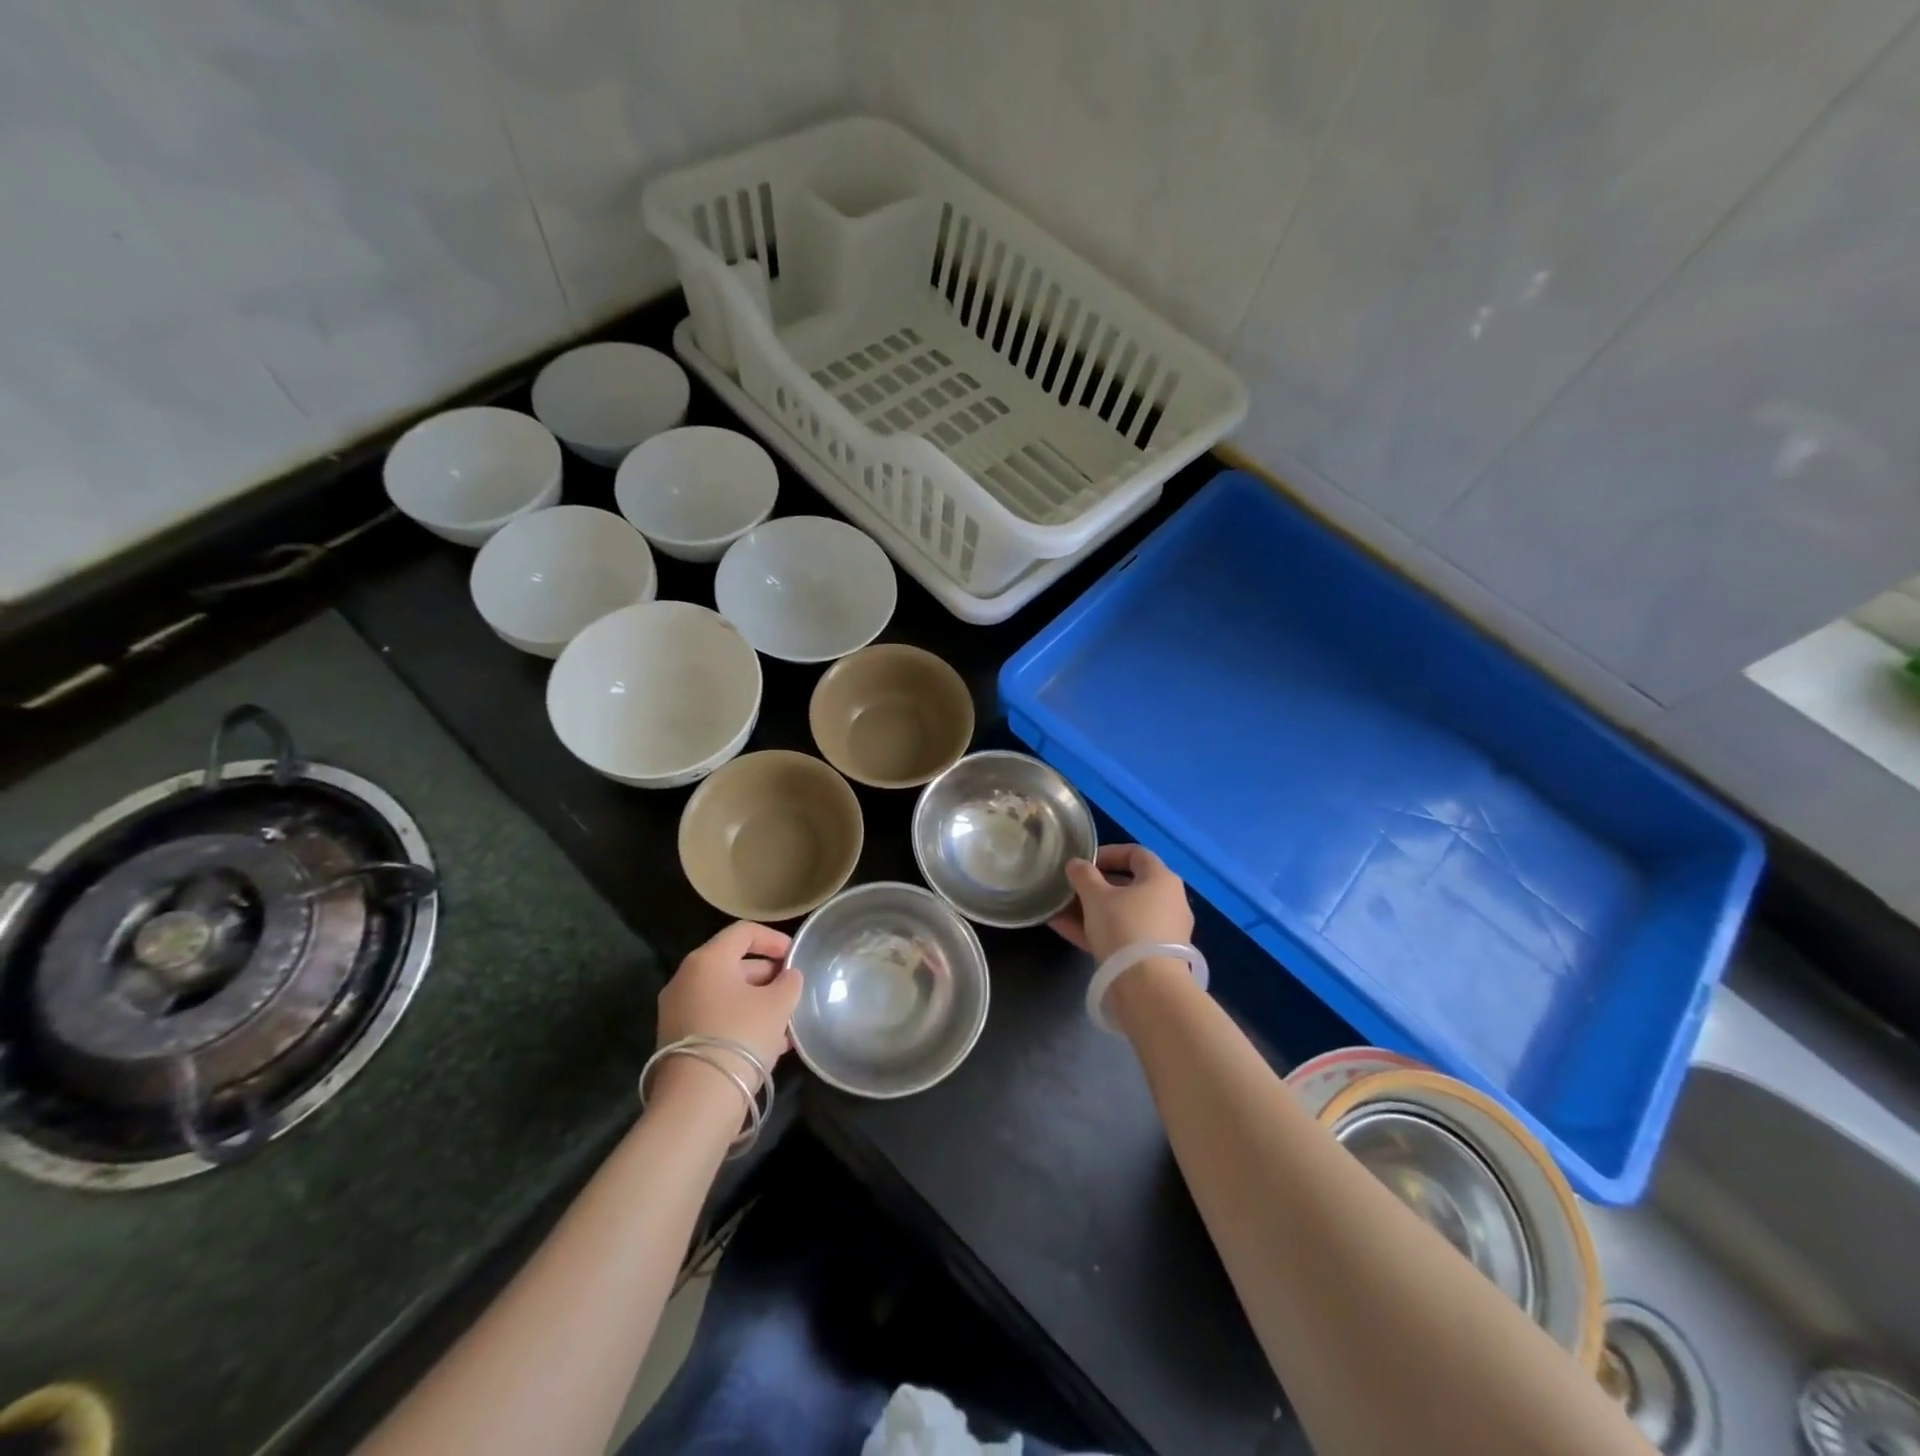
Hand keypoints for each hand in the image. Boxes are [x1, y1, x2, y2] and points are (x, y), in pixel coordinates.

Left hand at [656, 922, 801, 1091]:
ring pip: (726, 995)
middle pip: (733, 964)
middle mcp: (686, 979)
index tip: (795, 956)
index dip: (774, 939)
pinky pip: (715, 1018)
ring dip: (757, 1003)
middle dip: (768, 976)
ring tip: (786, 1023)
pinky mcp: (676, 1040)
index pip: (744, 932)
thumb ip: (789, 983)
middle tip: (793, 991)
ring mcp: (677, 1011)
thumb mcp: (778, 1005)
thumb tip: (788, 977)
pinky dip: (741, 1022)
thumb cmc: (741, 1036)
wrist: (697, 1101)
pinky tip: (768, 1045)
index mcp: (707, 960)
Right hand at [1050, 844, 1194, 962]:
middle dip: (1095, 886)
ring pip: (1122, 913)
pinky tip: (1064, 930)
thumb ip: (1083, 875)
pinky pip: (1121, 936)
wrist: (1148, 989)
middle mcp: (1169, 902)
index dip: (1108, 853)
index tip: (1084, 862)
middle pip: (1128, 885)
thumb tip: (1076, 864)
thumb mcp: (1096, 897)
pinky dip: (1097, 931)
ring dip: (1091, 910)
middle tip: (1070, 888)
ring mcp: (1162, 931)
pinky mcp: (1153, 957)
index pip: (1136, 854)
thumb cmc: (1125, 928)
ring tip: (1059, 909)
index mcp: (1162, 879)